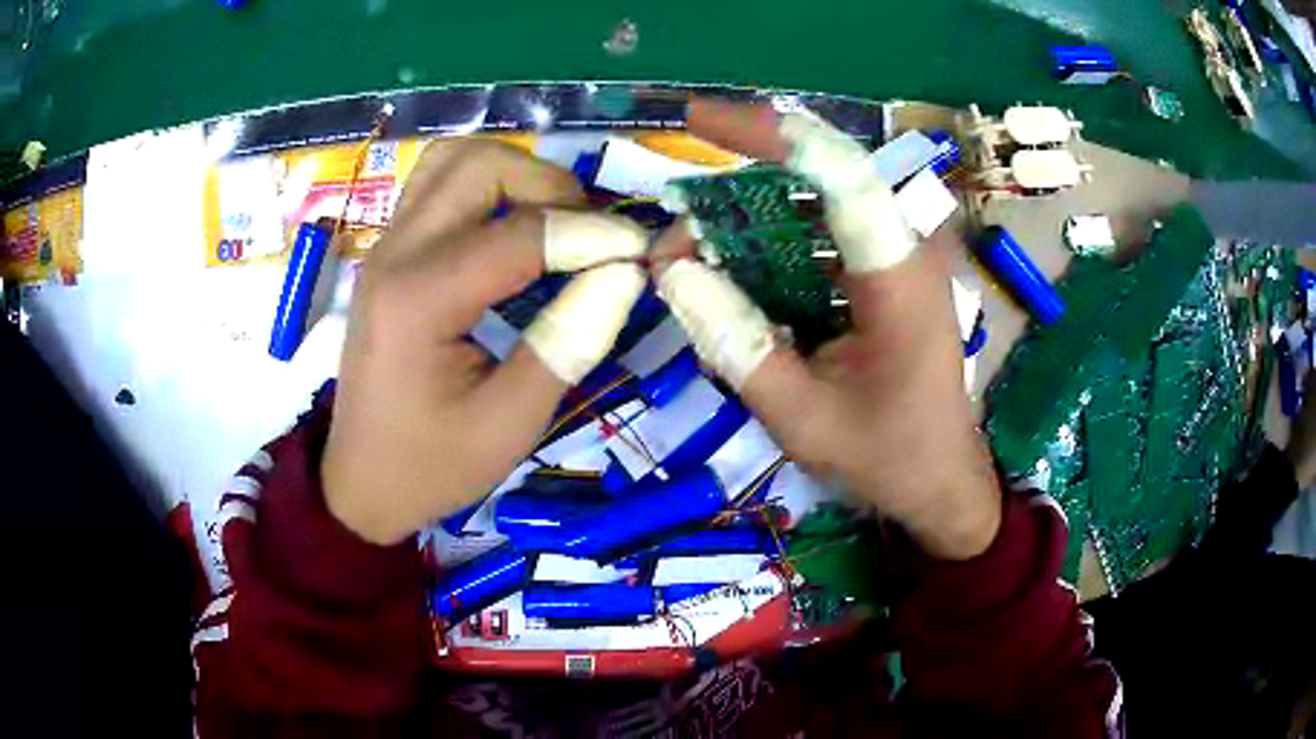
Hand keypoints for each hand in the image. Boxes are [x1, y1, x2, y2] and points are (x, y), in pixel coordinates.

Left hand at [323, 139, 647, 544]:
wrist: (360, 480)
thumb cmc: (432, 464)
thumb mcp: (510, 423)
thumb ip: (568, 343)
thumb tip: (625, 273)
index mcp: (419, 301)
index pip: (520, 233)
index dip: (592, 234)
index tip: (640, 252)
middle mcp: (396, 254)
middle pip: (480, 166)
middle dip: (550, 185)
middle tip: (589, 236)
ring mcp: (387, 246)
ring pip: (456, 159)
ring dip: (515, 174)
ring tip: (553, 222)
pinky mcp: (389, 251)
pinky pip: (438, 182)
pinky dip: (487, 185)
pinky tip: (512, 227)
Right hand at [653, 100, 1000, 558]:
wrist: (941, 483)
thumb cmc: (887, 457)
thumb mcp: (803, 419)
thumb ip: (738, 346)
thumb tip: (674, 273)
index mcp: (899, 277)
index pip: (838, 172)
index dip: (767, 134)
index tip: (697, 120)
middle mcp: (902, 250)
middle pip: (816, 180)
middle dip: (735, 190)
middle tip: (675, 229)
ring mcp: (894, 262)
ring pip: (811, 210)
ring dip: (745, 223)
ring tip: (690, 258)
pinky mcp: (882, 279)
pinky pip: (818, 242)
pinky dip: (768, 251)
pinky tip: (731, 278)